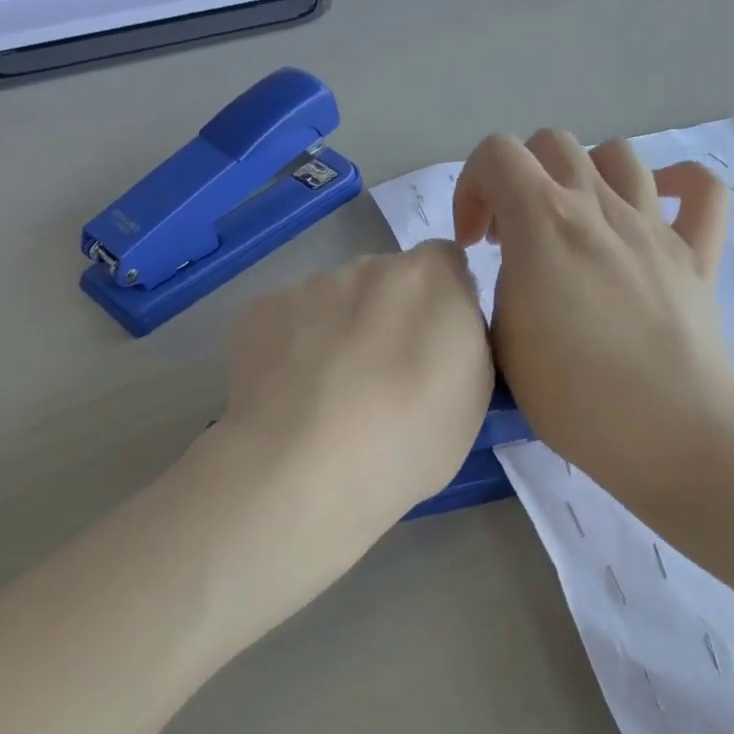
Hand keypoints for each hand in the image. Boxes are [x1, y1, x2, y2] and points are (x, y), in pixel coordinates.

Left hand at [221, 242, 493, 547]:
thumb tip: (440, 326)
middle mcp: (368, 266)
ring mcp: (308, 286)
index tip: (436, 346)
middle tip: (381, 377)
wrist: (305, 471)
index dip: (444, 301)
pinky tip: (289, 394)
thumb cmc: (409, 440)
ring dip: (338, 329)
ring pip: (333, 299)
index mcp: (430, 279)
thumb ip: (464, 339)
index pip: (445, 262)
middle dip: (389, 314)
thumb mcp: (474, 395)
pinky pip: (288, 319)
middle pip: (387, 279)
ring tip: (327, 394)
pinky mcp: (258, 311)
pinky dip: (292, 345)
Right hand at [453, 129, 733, 514]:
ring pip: (618, 155)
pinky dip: (677, 184)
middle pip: (553, 144)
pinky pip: (701, 191)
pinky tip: (657, 205)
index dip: (471, 187)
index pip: (496, 153)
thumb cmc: (571, 396)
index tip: (475, 244)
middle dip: (521, 179)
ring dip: (584, 178)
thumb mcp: (501, 342)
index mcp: (543, 222)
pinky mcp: (697, 254)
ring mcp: (654, 226)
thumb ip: (500, 287)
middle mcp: (599, 207)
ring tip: (576, 227)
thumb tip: (518, 270)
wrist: (665, 429)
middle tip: (516, 238)